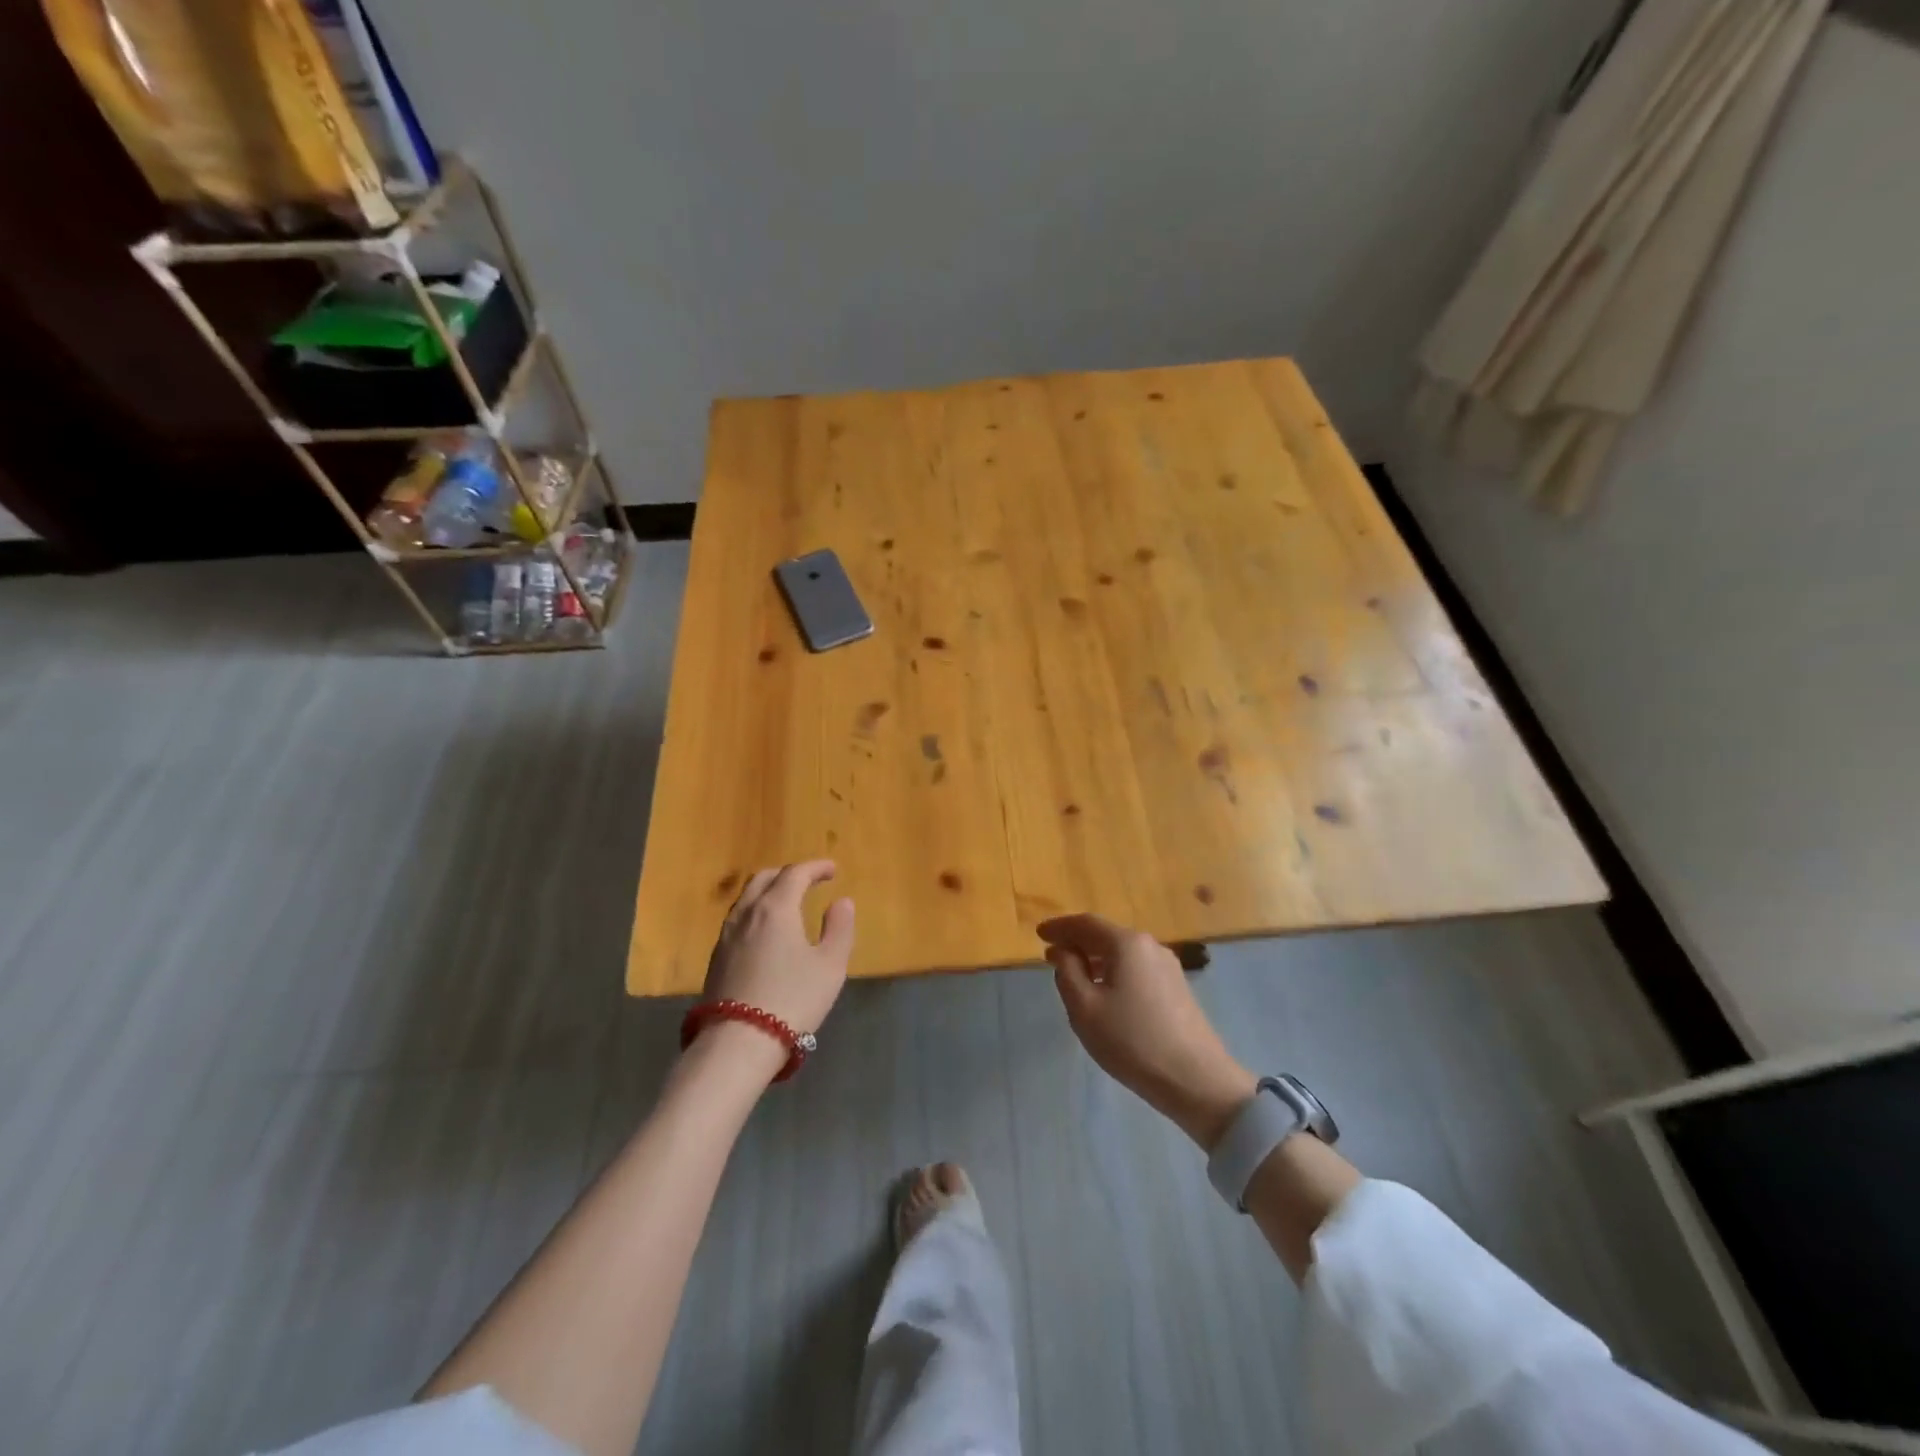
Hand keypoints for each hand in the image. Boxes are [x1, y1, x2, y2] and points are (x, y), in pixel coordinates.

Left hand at [701, 861, 854, 1050]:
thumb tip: (842, 902)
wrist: (738, 1043)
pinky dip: (755, 911)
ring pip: (746, 898)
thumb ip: (839, 929)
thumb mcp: (830, 966)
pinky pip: (738, 919)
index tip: (832, 870)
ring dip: (768, 891)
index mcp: (776, 908)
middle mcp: (747, 913)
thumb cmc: (792, 1000)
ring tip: (786, 903)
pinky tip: (765, 931)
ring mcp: (726, 935)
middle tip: (809, 882)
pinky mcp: (716, 958)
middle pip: (764, 879)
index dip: (815, 868)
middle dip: (788, 874)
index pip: (795, 874)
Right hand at [1040, 914, 1255, 1148]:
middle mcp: (1150, 946)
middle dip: (1077, 942)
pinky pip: (1136, 968)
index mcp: (1126, 943)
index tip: (1038, 934)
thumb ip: (1067, 972)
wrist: (1197, 1080)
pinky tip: (1106, 992)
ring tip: (1074, 974)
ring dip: (1095, 958)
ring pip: (1122, 953)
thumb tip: (1064, 951)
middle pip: (1105, 935)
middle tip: (1052, 956)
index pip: (1085, 923)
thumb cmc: (1132, 1041)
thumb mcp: (1085, 1008)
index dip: (1060, 927)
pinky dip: (1114, 971)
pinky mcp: (1177, 988)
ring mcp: (1168, 966)